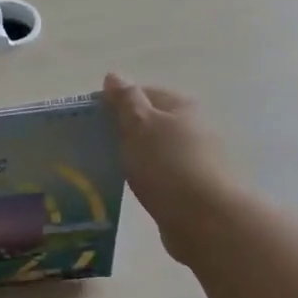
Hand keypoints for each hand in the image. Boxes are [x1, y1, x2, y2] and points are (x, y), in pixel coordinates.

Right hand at [104, 74, 240, 262]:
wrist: (207, 221)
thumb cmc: (168, 166)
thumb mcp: (140, 125)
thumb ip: (125, 100)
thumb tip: (114, 76)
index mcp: (181, 106)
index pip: (141, 93)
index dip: (114, 103)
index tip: (89, 121)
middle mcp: (192, 127)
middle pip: (150, 121)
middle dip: (124, 131)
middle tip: (94, 146)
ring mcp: (196, 158)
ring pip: (155, 150)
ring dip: (135, 156)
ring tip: (108, 168)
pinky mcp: (193, 187)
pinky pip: (162, 175)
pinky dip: (146, 178)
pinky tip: (132, 188)